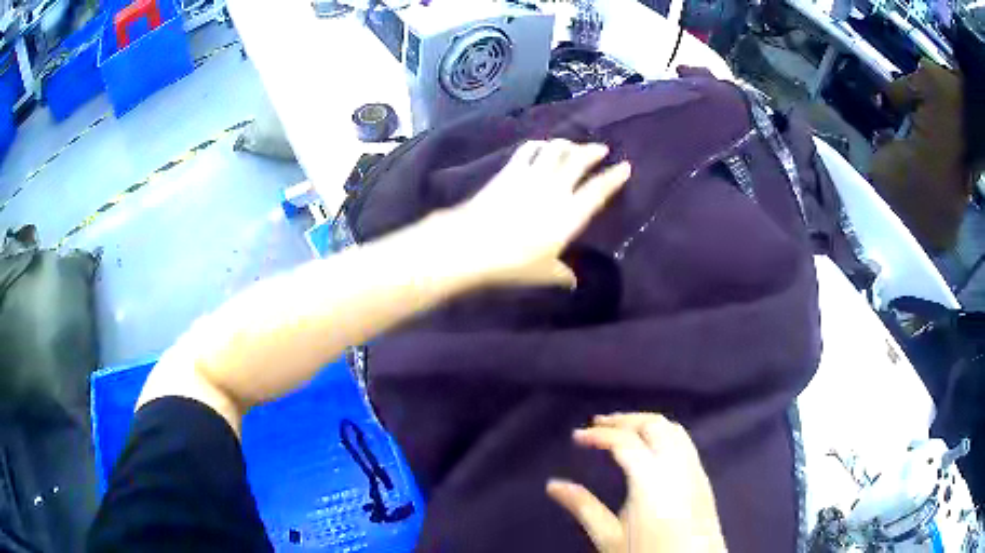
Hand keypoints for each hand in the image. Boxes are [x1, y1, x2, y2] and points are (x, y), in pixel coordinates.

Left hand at [448, 139, 630, 288]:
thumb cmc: (513, 262)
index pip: (598, 190)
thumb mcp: (543, 273)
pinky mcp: (510, 171)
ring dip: (568, 144)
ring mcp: (533, 176)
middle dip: (593, 152)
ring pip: (556, 150)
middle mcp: (556, 189)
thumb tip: (573, 282)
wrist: (474, 243)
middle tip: (601, 148)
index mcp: (571, 214)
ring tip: (573, 145)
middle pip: (579, 161)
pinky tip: (541, 145)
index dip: (614, 177)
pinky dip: (539, 145)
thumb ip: (561, 274)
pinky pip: (529, 150)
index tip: (625, 166)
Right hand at [547, 413, 726, 552]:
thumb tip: (553, 485)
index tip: (577, 436)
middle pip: (654, 425)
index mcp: (651, 480)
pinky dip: (664, 432)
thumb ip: (583, 507)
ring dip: (646, 423)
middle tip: (598, 425)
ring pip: (673, 428)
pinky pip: (685, 441)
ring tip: (622, 430)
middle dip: (625, 420)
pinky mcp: (703, 477)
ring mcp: (694, 469)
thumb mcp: (609, 537)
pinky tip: (652, 447)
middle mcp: (677, 466)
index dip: (599, 434)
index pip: (625, 441)